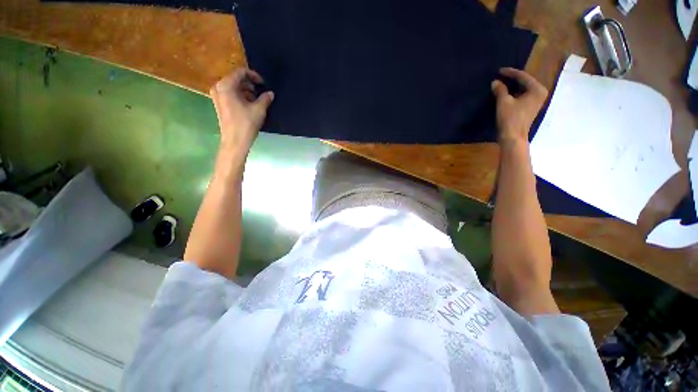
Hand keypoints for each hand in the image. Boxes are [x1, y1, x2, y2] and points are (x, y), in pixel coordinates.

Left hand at [210, 68, 273, 153]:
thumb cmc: (246, 124)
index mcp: (226, 85)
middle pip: (236, 79)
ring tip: (257, 100)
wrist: (235, 141)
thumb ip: (265, 98)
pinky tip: (250, 105)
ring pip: (234, 87)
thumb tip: (270, 93)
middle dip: (250, 84)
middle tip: (261, 92)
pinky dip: (241, 96)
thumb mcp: (259, 110)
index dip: (254, 76)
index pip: (241, 72)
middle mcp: (218, 87)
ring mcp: (217, 96)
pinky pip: (230, 94)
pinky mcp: (219, 104)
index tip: (264, 84)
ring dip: (246, 91)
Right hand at [491, 68, 547, 143]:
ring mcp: (536, 101)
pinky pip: (522, 95)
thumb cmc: (510, 118)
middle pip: (525, 82)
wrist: (513, 137)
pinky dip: (514, 93)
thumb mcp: (503, 102)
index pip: (523, 76)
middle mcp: (540, 93)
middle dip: (513, 79)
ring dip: (513, 86)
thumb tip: (495, 82)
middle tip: (501, 76)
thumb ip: (500, 90)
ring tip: (502, 83)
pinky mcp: (530, 107)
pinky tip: (506, 93)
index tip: (499, 70)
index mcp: (537, 89)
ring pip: (523, 89)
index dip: (510, 72)